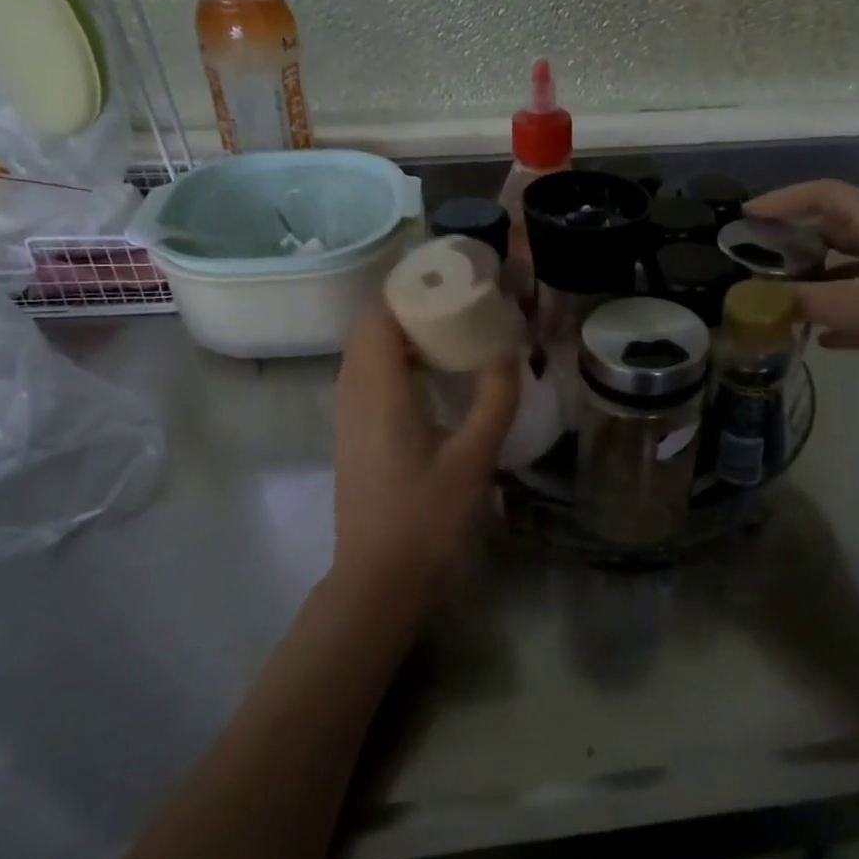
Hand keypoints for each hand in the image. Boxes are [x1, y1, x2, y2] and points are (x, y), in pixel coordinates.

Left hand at [331, 305, 519, 601]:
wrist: (377, 583)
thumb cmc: (426, 520)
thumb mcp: (474, 459)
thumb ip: (495, 398)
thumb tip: (510, 349)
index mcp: (377, 389)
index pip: (380, 312)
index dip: (411, 286)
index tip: (453, 276)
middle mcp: (352, 392)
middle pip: (372, 326)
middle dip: (413, 304)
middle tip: (462, 300)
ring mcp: (347, 415)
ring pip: (368, 352)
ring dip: (405, 332)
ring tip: (454, 329)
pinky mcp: (354, 434)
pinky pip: (370, 377)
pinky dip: (398, 360)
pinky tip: (435, 377)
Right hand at [747, 180, 858, 393]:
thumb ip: (806, 303)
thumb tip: (759, 300)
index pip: (825, 194)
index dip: (784, 199)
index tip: (748, 217)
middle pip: (837, 230)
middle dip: (796, 243)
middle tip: (760, 263)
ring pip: (853, 268)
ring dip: (819, 282)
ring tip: (786, 303)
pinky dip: (846, 313)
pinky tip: (827, 340)